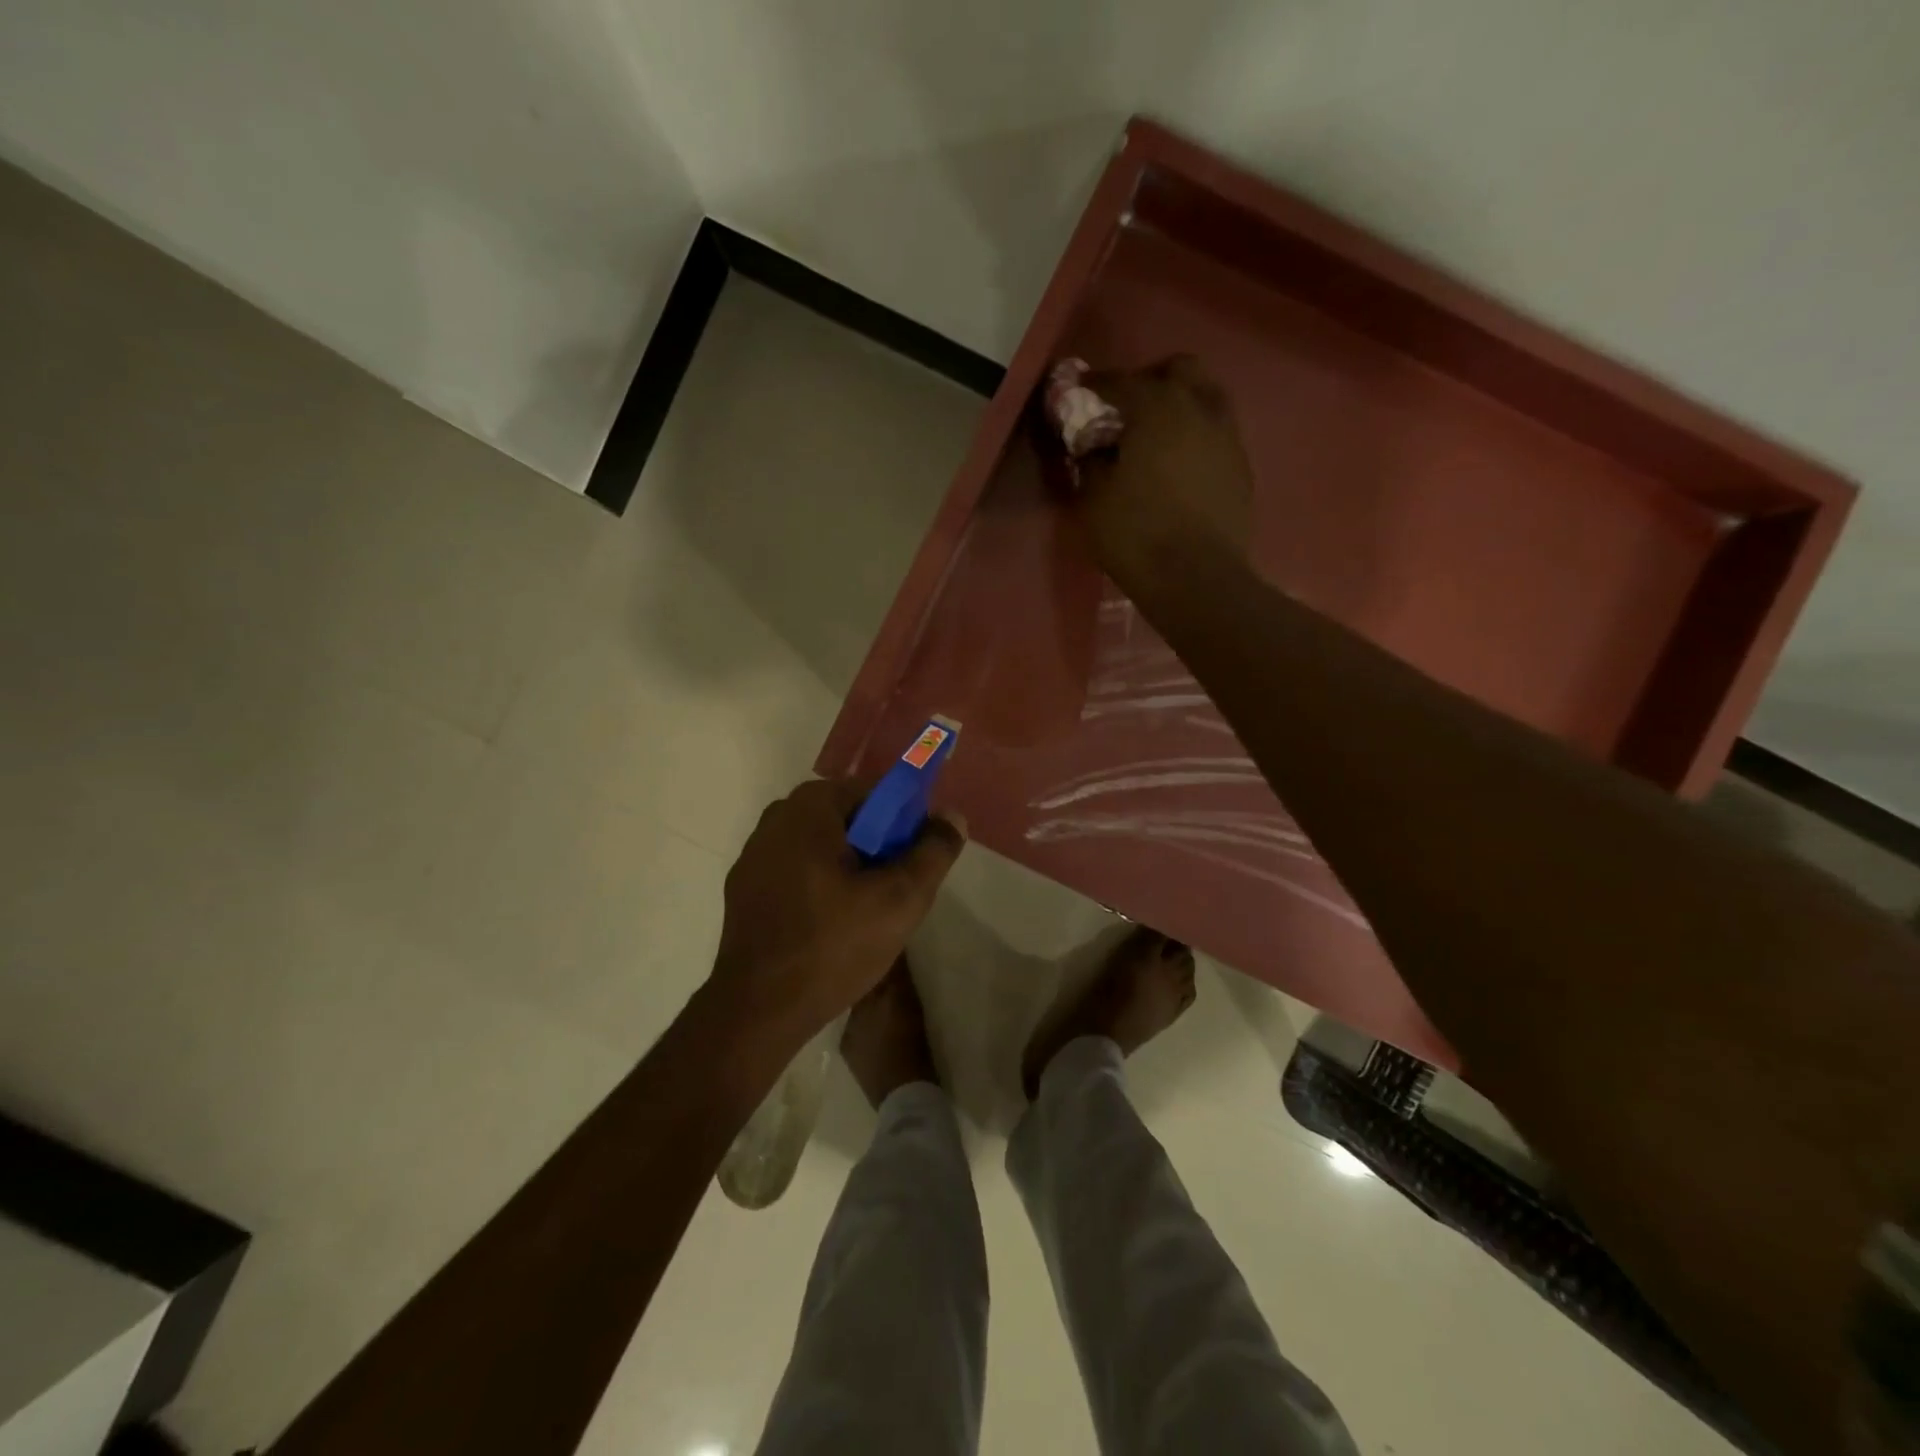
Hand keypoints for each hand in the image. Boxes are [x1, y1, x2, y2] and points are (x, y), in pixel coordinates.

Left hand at [711, 779, 965, 1044]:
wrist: (758, 1012)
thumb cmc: (833, 946)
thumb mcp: (901, 899)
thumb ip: (933, 851)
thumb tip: (952, 816)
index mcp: (808, 808)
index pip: (873, 793)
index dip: (903, 823)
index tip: (915, 861)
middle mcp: (775, 819)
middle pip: (847, 819)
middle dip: (877, 848)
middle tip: (896, 890)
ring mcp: (753, 856)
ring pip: (821, 847)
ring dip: (849, 868)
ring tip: (867, 913)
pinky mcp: (744, 890)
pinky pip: (796, 871)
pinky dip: (820, 886)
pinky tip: (831, 926)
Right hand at [1077, 356, 1254, 587]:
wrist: (1197, 580)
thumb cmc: (1136, 535)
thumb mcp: (1093, 500)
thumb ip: (1091, 462)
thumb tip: (1094, 448)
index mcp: (1158, 407)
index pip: (1120, 382)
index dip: (1095, 386)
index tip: (1079, 394)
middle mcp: (1200, 409)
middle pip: (1179, 370)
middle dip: (1150, 381)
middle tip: (1127, 410)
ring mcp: (1228, 438)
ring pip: (1207, 398)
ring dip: (1180, 406)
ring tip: (1157, 437)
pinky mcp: (1242, 468)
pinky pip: (1217, 435)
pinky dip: (1196, 438)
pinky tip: (1179, 467)